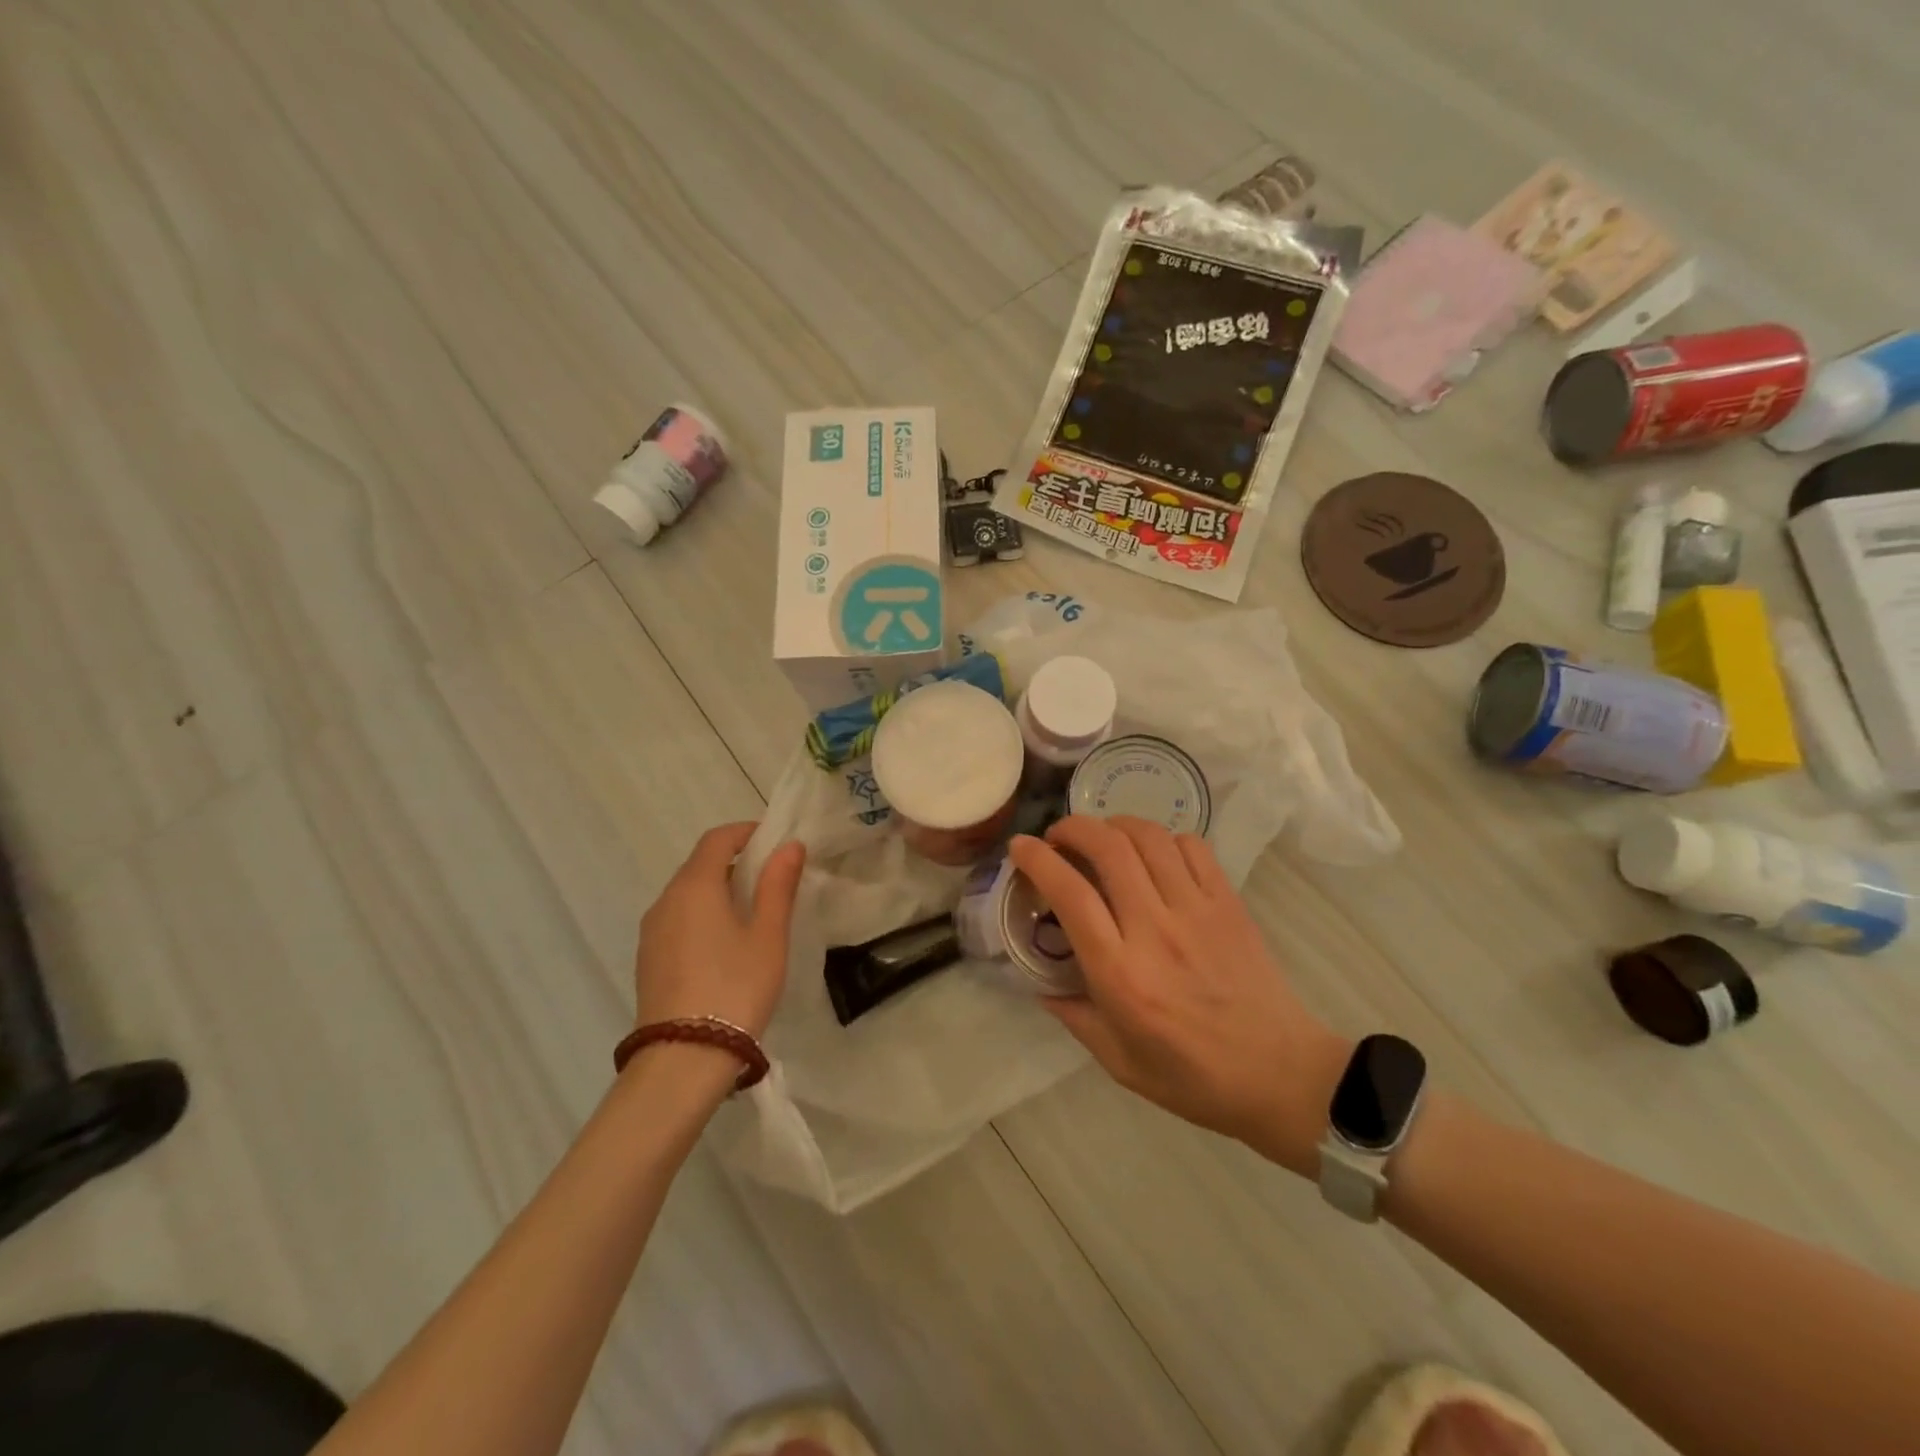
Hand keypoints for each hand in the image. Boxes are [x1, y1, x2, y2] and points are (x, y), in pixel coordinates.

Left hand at [634, 823, 806, 1038]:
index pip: (717, 839)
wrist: (683, 1059)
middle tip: (772, 878)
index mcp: (695, 886)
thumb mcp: (768, 935)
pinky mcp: (648, 959)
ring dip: (718, 889)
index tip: (775, 842)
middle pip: (699, 864)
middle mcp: (666, 901)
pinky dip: (703, 914)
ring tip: (754, 912)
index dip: (746, 833)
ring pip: (687, 893)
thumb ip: (778, 885)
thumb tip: (789, 845)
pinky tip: (726, 944)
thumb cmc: (735, 988)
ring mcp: (652, 932)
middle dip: (735, 861)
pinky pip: (678, 919)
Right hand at [1009, 816, 1349, 1176]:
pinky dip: (1164, 838)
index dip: (1038, 860)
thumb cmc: (1193, 1078)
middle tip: (1059, 836)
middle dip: (1073, 827)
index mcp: (1121, 973)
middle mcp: (1155, 930)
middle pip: (1108, 848)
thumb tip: (1041, 985)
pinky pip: (1192, 847)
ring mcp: (1197, 911)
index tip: (1020, 848)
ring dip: (1115, 824)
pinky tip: (1154, 854)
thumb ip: (1074, 1017)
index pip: (1071, 894)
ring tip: (1102, 838)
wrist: (1281, 1076)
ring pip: (1149, 837)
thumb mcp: (1119, 1062)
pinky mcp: (1229, 904)